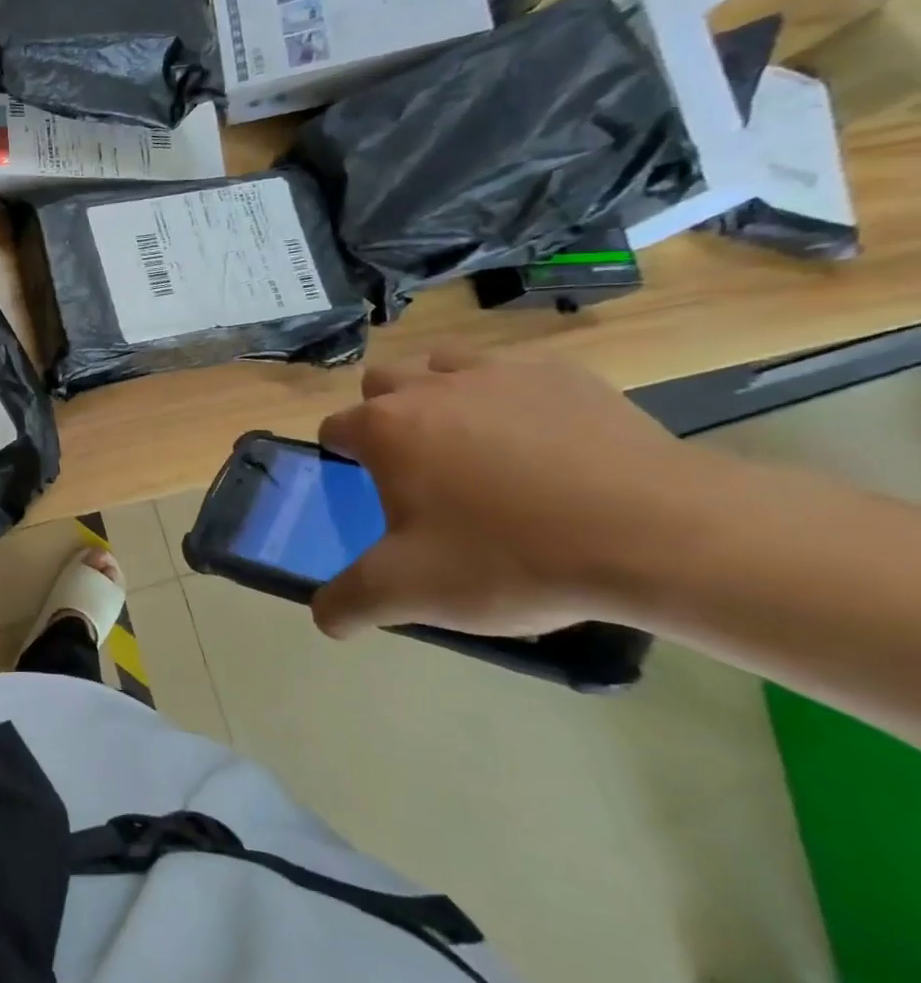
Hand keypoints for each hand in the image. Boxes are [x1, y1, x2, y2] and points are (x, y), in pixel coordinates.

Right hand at [311, 347, 716, 639]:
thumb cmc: (510, 557)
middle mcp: (431, 387)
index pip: (335, 427)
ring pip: (445, 364)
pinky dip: (512, 400)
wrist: (658, 535)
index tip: (365, 490)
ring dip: (440, 392)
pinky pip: (517, 374)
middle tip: (416, 466)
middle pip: (382, 382)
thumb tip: (324, 618)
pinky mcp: (567, 375)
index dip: (341, 457)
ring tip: (471, 444)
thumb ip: (349, 602)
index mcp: (385, 429)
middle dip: (384, 414)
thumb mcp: (410, 593)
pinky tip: (543, 446)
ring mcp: (501, 372)